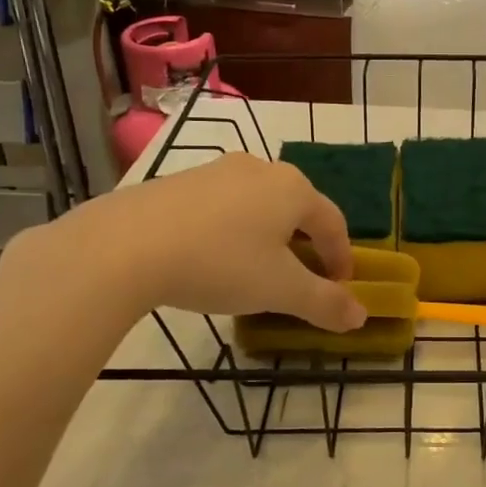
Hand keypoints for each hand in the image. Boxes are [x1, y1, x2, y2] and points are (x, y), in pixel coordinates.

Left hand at [11, 154, 367, 331]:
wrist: (125, 246)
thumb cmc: (220, 263)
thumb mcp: (280, 290)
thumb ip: (324, 303)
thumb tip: (360, 317)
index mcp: (293, 188)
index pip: (333, 223)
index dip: (342, 257)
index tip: (340, 288)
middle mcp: (260, 169)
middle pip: (296, 209)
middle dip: (306, 245)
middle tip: (302, 278)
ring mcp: (216, 171)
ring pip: (258, 205)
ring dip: (268, 237)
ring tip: (256, 269)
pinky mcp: (178, 182)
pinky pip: (222, 207)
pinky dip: (231, 231)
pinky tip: (212, 258)